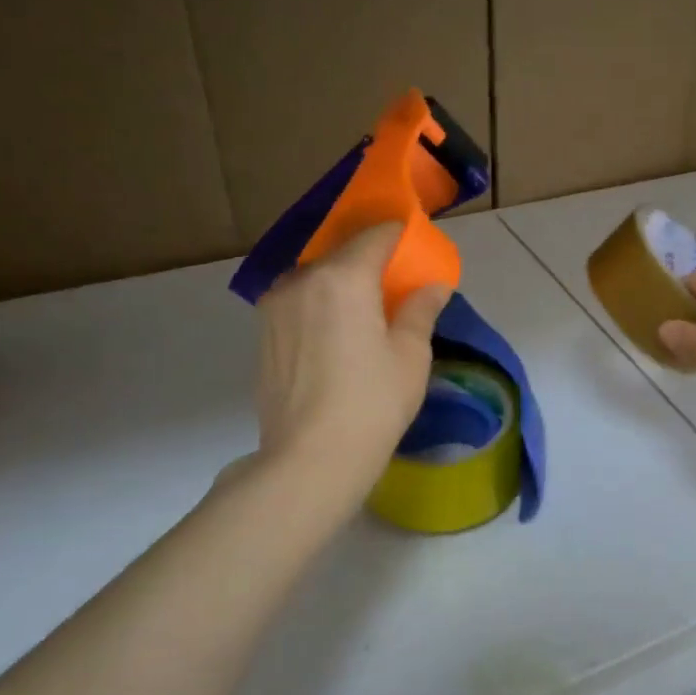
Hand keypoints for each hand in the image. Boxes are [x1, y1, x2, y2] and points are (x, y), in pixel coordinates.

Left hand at [252, 222, 449, 490]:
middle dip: (371, 259)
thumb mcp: (410, 356)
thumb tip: (432, 285)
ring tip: (365, 309)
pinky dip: (320, 303)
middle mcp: (301, 280)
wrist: (310, 460)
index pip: (376, 236)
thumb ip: (420, 309)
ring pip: (316, 276)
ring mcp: (275, 306)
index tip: (417, 245)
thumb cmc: (372, 404)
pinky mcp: (263, 333)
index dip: (400, 235)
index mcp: (343, 278)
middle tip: (396, 281)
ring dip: (342, 282)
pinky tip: (337, 333)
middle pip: (342, 253)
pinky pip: (298, 301)